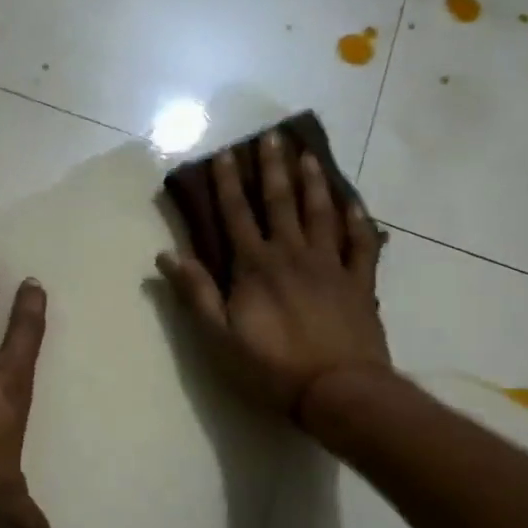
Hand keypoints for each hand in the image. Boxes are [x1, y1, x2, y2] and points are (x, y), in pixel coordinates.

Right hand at [156, 132, 390, 423]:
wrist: (337, 391)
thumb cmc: (270, 367)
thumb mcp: (218, 336)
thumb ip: (195, 292)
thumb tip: (166, 255)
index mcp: (255, 266)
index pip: (236, 215)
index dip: (228, 183)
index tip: (225, 153)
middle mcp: (293, 255)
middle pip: (281, 203)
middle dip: (273, 169)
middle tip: (272, 137)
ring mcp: (331, 266)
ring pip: (322, 214)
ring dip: (314, 183)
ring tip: (309, 155)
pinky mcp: (360, 283)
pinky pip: (361, 243)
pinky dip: (358, 220)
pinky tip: (354, 203)